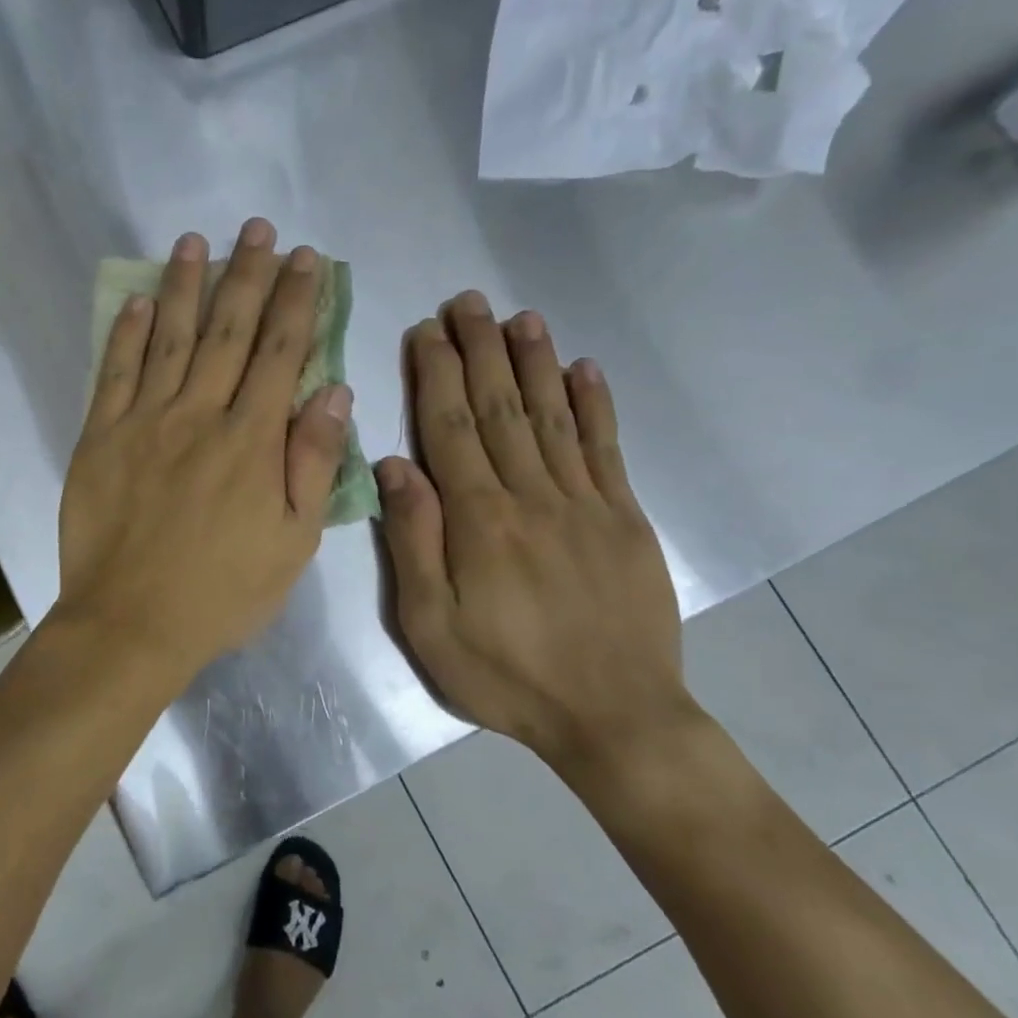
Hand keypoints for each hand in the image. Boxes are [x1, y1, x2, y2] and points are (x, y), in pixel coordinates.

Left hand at [53, 220, 352, 682]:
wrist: (131, 624)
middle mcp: (200, 416)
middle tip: (257, 229)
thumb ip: (312, 463)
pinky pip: (114, 373)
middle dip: (247, 275)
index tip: (306, 258)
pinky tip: (137, 301)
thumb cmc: (223, 592)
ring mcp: (144, 422)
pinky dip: (126, 334)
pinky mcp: (101, 437)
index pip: (281, 354)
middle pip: (229, 332)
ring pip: (169, 339)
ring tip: (195, 241)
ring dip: (185, 286)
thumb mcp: (293, 543)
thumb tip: (334, 393)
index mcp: (252, 442)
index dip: (297, 301)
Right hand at [377, 295, 689, 777]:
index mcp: (479, 519)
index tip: (426, 329)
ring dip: (534, 362)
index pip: (449, 427)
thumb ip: (414, 541)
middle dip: (480, 349)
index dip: (435, 373)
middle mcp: (531, 495)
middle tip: (468, 300)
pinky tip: (584, 369)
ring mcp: (585, 503)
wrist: (613, 716)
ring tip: (520, 317)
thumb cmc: (505, 675)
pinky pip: (606, 449)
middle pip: (499, 408)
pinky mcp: (625, 519)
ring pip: (553, 416)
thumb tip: (393, 466)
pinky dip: (595, 404)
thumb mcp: (431, 625)